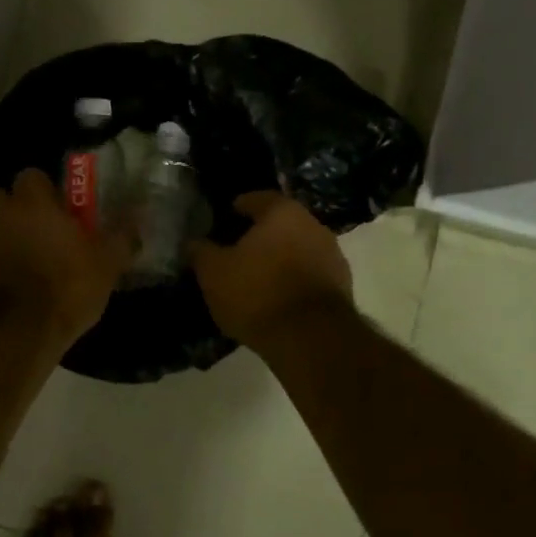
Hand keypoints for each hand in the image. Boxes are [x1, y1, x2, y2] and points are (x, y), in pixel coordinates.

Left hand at [0, 169, 130, 351]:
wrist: (16, 334)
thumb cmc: (66, 287)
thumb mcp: (106, 265)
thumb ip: (121, 238)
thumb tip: (136, 223)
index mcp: (32, 203)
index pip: (32, 176)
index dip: (46, 190)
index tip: (62, 209)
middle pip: (3, 199)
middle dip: (18, 210)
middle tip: (43, 231)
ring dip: (6, 238)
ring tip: (29, 261)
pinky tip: (16, 285)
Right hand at [189, 192, 353, 350]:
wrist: (311, 338)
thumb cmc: (257, 293)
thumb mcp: (214, 273)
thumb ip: (201, 252)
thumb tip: (193, 242)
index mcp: (282, 212)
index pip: (257, 198)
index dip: (238, 208)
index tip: (224, 219)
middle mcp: (313, 225)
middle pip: (281, 223)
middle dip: (261, 234)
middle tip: (238, 250)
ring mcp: (332, 255)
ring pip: (298, 248)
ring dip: (280, 258)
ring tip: (258, 277)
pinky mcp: (342, 286)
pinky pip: (310, 274)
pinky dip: (295, 280)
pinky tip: (279, 297)